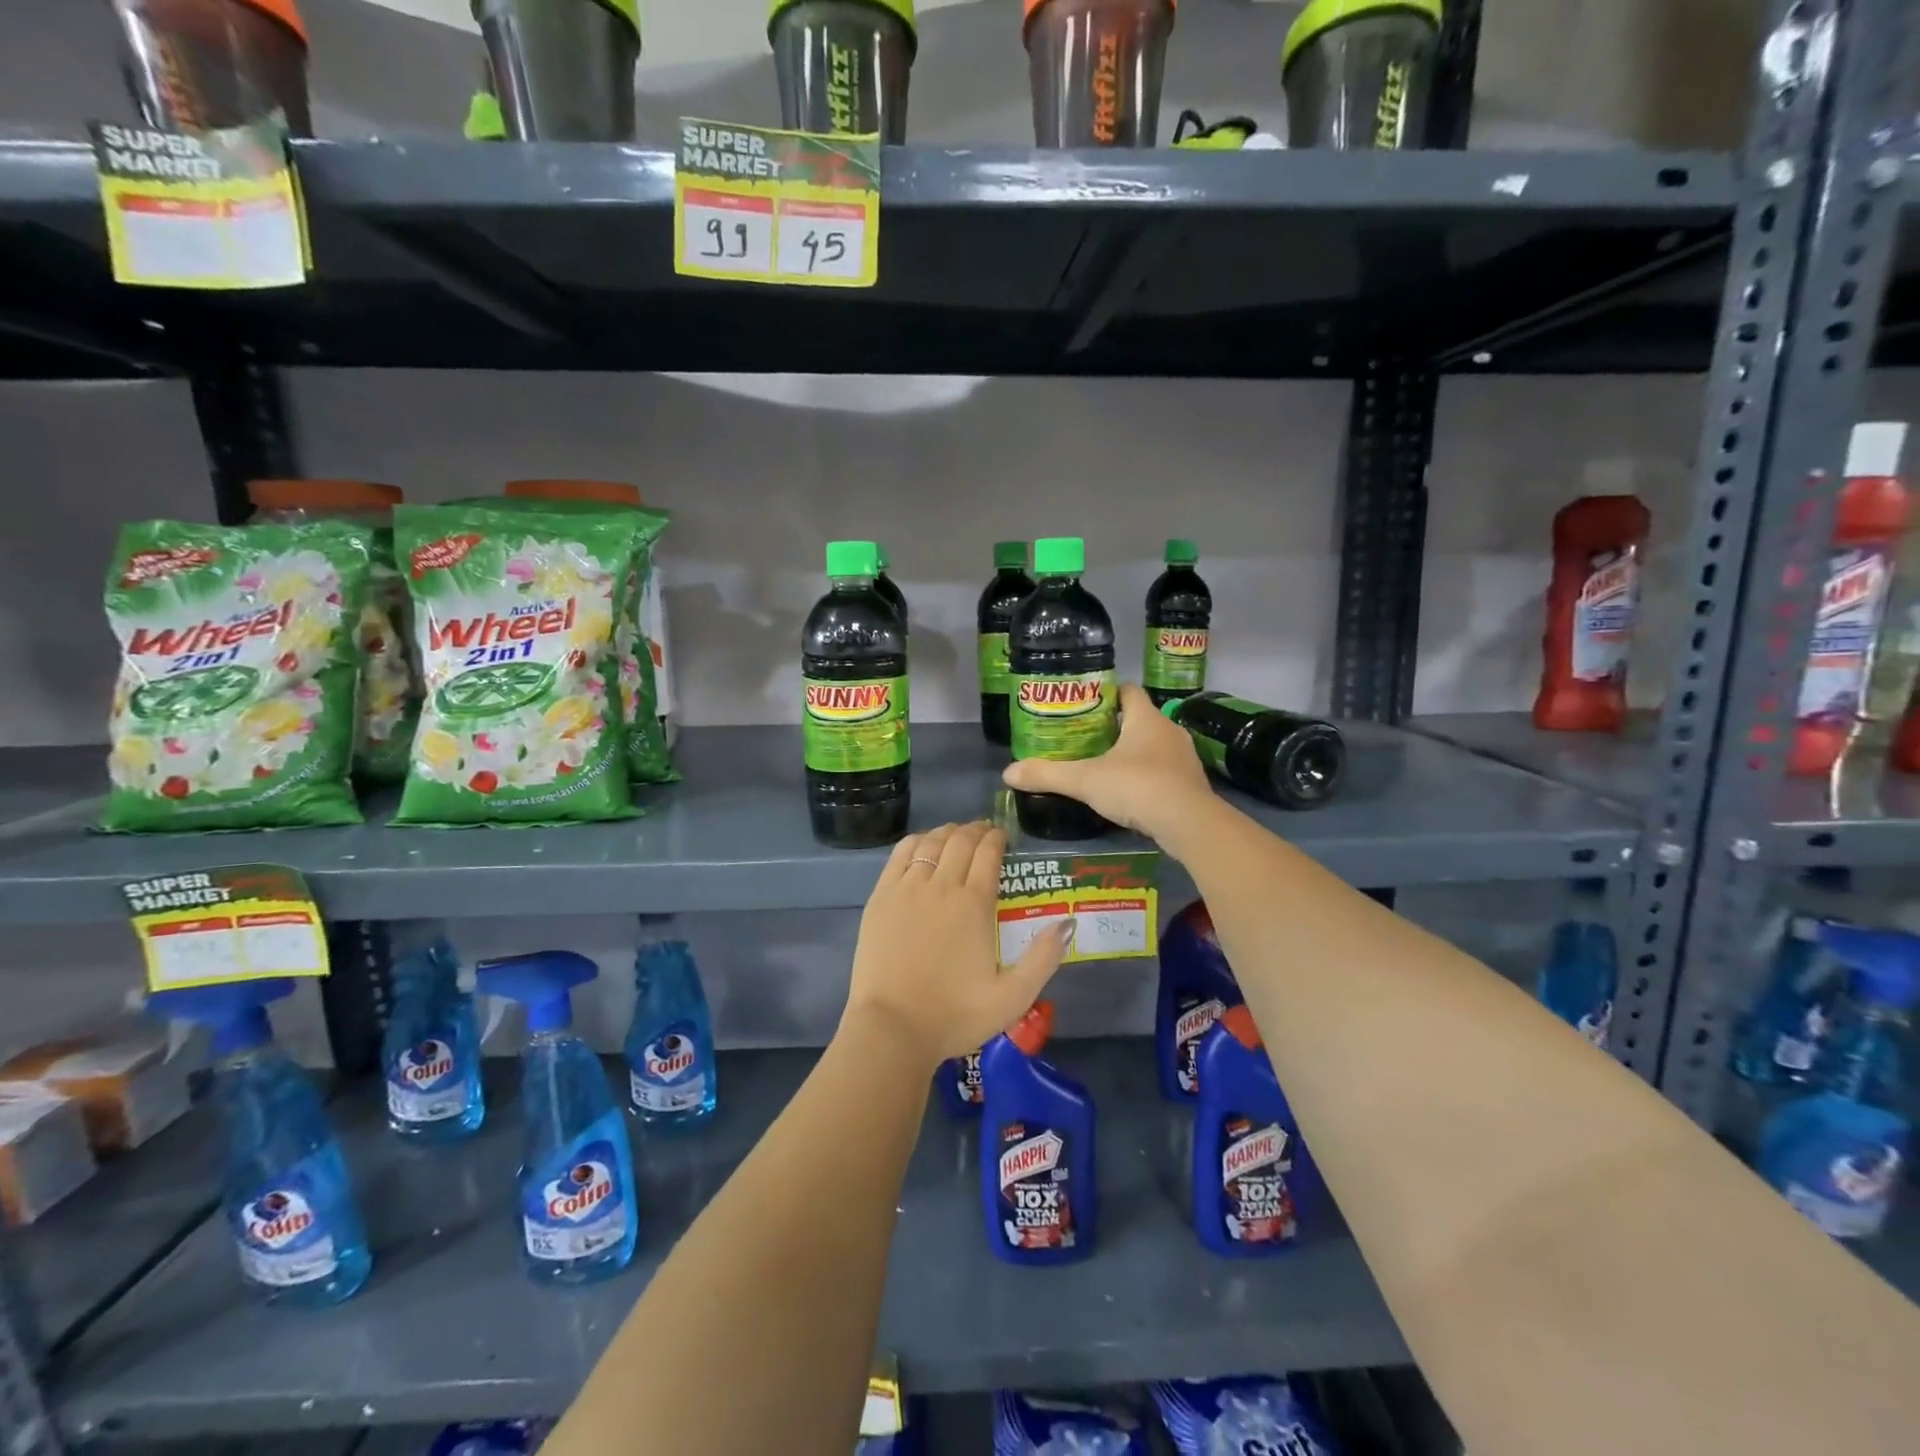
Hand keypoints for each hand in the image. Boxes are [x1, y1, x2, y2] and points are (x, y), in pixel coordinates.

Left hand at [841, 821, 1070, 1070]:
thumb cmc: (955, 1015)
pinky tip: (923, 845)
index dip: (998, 838)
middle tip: (985, 833)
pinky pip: (900, 854)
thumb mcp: (1013, 997)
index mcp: (974, 903)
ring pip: (930, 842)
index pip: (988, 852)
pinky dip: (916, 842)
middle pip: (960, 840)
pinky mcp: (881, 897)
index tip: (1004, 837)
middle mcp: (941, 885)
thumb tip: (1067, 922)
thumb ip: (1043, 957)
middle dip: (976, 830)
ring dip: (948, 832)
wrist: (892, 1028)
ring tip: (956, 835)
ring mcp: (907, 888)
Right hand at [1002, 683, 1214, 842]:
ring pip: (1154, 746)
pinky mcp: (1191, 784)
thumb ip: (1048, 775)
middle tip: (1086, 740)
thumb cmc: (1136, 787)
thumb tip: (1008, 773)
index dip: (1107, 694)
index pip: (1128, 691)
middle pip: (1140, 719)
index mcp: (1146, 718)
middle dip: (1115, 727)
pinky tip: (1130, 794)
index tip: (1085, 705)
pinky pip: (1165, 771)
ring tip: (1105, 766)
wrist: (1188, 823)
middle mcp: (1169, 730)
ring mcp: (1184, 758)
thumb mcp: (1085, 780)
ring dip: (1133, 753)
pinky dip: (1148, 777)